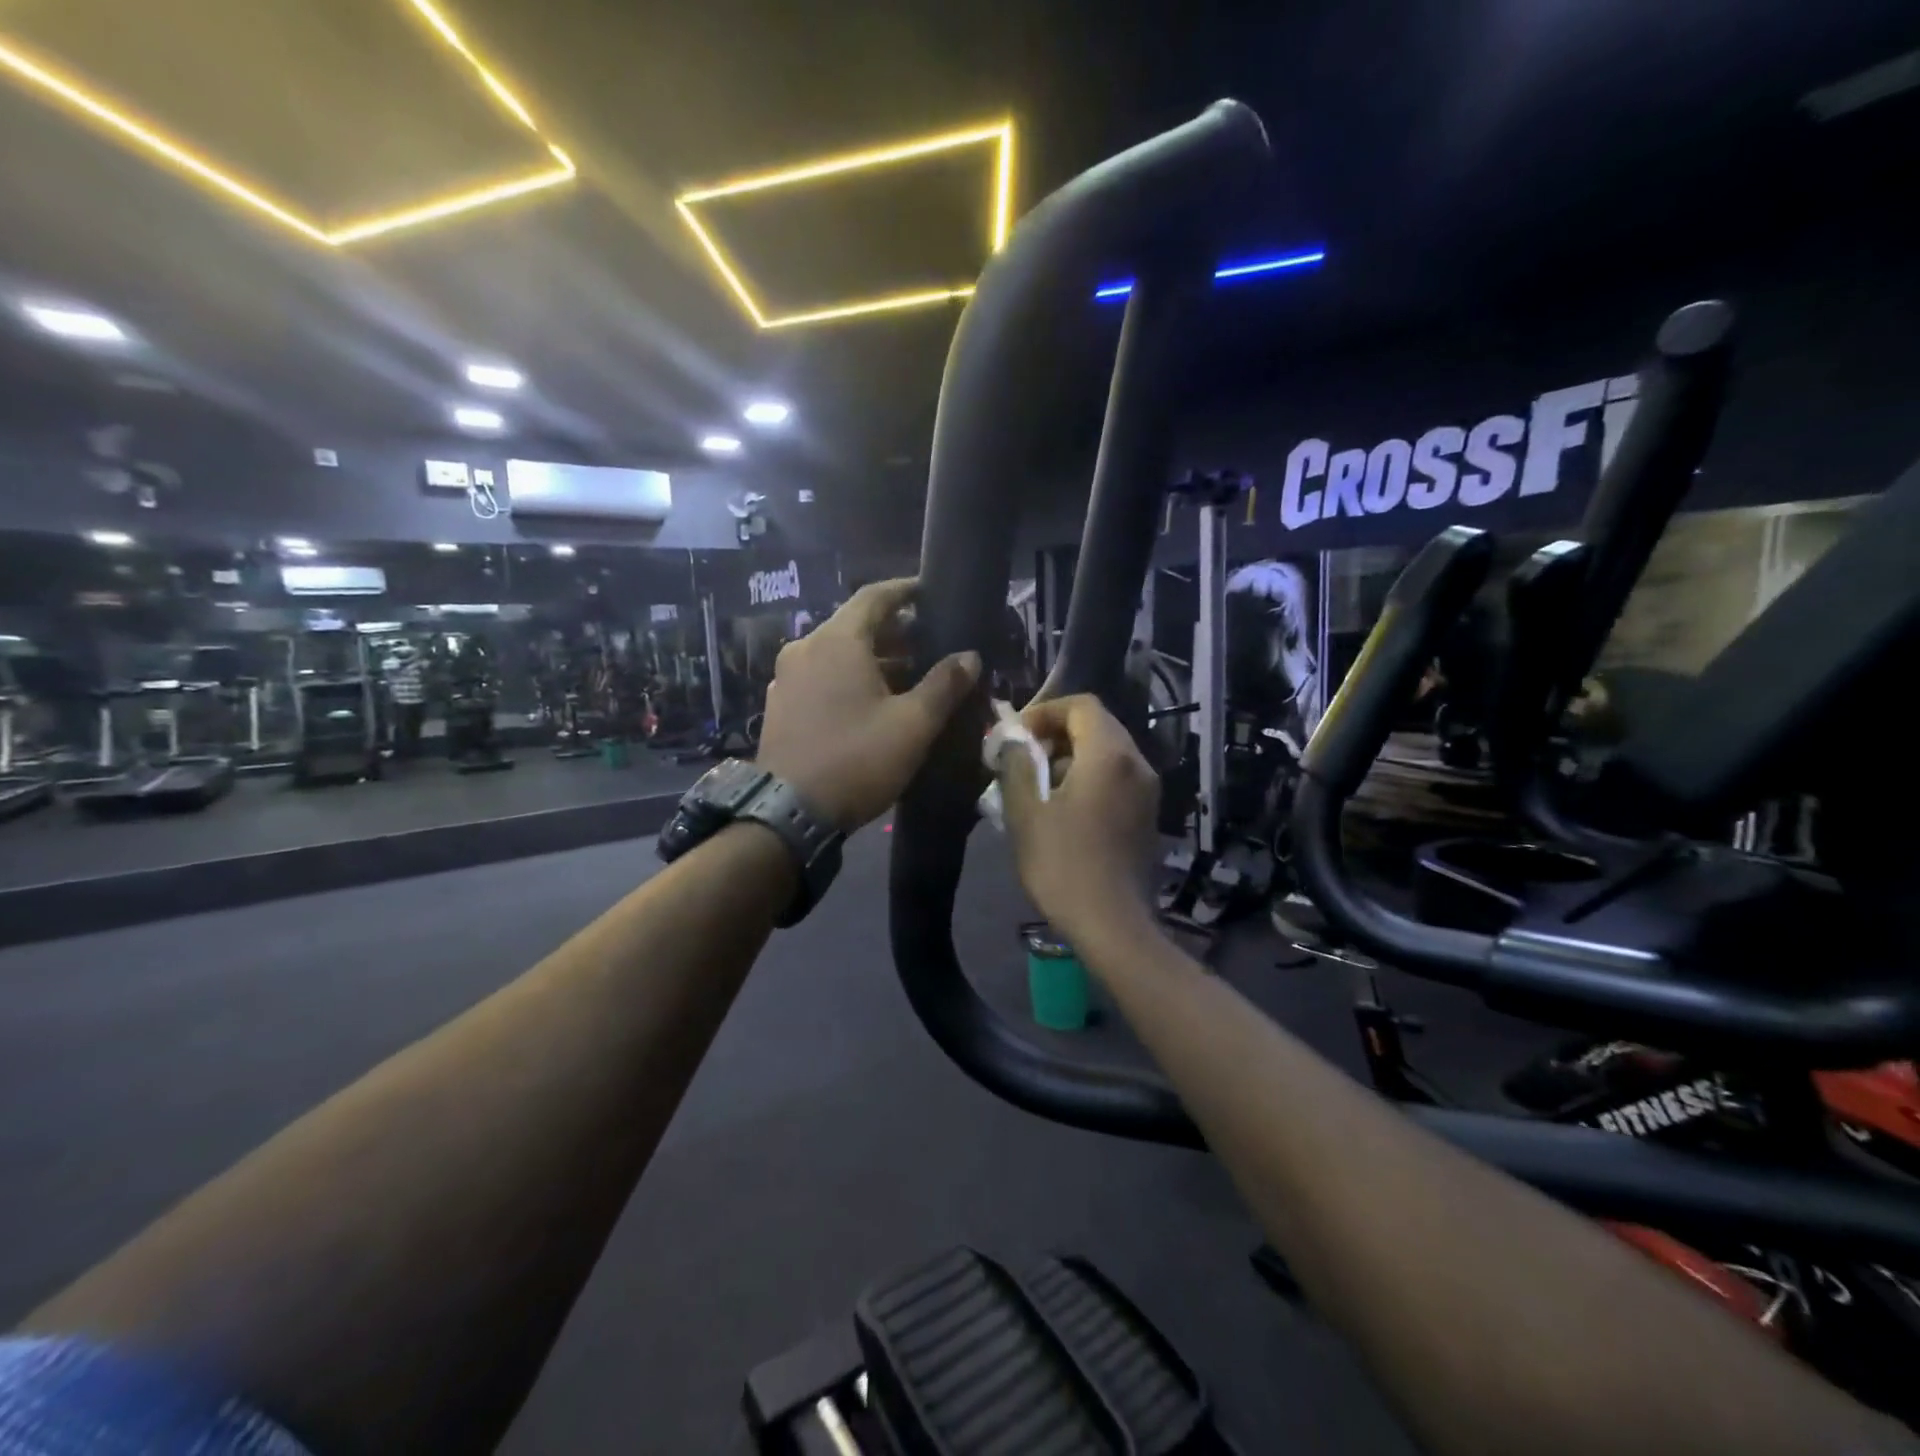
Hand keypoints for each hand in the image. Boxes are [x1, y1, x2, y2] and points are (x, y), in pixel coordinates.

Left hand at [756, 579, 980, 829]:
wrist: (789, 813)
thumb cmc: (856, 758)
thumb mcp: (912, 724)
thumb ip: (944, 685)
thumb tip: (970, 656)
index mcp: (836, 640)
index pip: (874, 596)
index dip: (906, 591)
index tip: (931, 592)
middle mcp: (805, 648)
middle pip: (855, 625)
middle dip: (895, 632)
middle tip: (931, 644)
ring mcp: (787, 677)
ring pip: (837, 654)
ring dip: (874, 659)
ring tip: (909, 678)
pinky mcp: (780, 705)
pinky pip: (821, 677)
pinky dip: (850, 678)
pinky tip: (872, 703)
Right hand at [1001, 694, 1160, 944]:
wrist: (1112, 924)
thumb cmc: (1063, 864)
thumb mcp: (1026, 812)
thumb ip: (1017, 764)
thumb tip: (1015, 742)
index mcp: (1109, 755)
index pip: (1081, 705)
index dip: (1045, 711)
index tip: (1017, 736)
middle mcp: (1137, 764)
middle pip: (1096, 727)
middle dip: (1055, 735)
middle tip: (1023, 759)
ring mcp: (1147, 791)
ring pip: (1106, 754)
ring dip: (1070, 759)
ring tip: (1036, 787)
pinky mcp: (1147, 815)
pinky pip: (1116, 779)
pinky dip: (1088, 779)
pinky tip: (1062, 811)